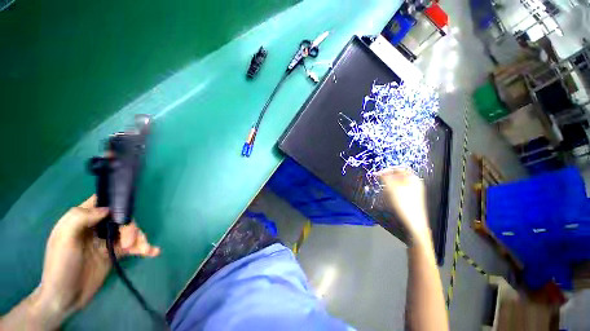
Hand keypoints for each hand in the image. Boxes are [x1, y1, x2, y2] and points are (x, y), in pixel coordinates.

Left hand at [35, 195, 159, 325]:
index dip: (116, 202)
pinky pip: (133, 246)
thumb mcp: (64, 240)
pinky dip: (144, 247)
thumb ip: (79, 218)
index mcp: (82, 220)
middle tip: (129, 243)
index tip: (127, 211)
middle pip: (122, 218)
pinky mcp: (116, 254)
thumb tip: (107, 209)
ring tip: (145, 250)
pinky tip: (153, 251)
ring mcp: (107, 241)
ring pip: (130, 232)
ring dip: (141, 239)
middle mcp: (96, 228)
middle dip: (131, 228)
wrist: (65, 299)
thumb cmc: (60, 266)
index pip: (102, 202)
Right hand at [378, 168, 429, 242]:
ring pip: (396, 185)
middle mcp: (414, 184)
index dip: (388, 169)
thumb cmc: (403, 203)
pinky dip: (392, 193)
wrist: (413, 223)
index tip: (378, 174)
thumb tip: (380, 172)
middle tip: (382, 185)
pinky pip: (398, 192)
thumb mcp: (392, 188)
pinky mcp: (409, 199)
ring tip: (386, 194)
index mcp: (413, 178)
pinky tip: (390, 200)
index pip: (399, 168)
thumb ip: (385, 177)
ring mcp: (412, 192)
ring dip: (389, 187)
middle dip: (388, 180)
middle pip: (397, 177)